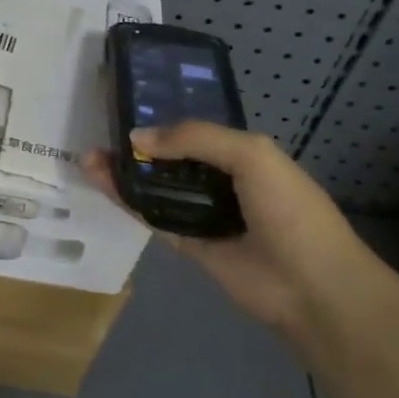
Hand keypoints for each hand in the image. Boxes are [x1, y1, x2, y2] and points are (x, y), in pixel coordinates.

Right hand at [82, 122, 381, 337]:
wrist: (310, 286)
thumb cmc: (289, 211)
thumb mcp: (252, 155)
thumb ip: (196, 139)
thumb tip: (137, 138)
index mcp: (243, 155)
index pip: (195, 133)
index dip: (163, 122)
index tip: (126, 111)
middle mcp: (220, 182)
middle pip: (170, 160)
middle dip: (136, 148)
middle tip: (100, 136)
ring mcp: (203, 215)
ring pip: (156, 189)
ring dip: (125, 173)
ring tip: (89, 157)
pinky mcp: (188, 245)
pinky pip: (154, 217)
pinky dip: (128, 201)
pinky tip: (103, 183)